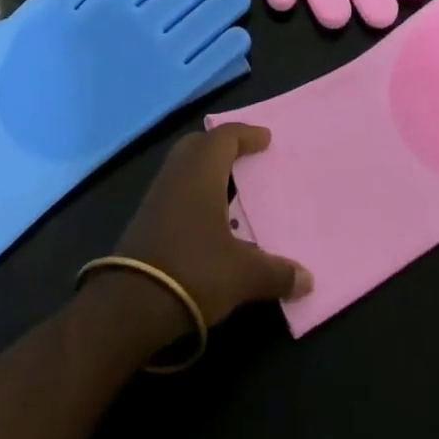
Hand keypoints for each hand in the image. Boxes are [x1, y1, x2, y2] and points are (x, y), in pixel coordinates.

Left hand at [104, 125, 310, 344]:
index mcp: (201, 171)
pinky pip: (175, 188)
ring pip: (183, 166)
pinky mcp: (145, 217)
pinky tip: (207, 219)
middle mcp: (177, 173)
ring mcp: (157, 194)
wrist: (131, 303)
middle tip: (244, 156)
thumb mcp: (242, 275)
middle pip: (199, 144)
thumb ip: (276, 273)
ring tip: (229, 187)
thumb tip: (308, 279)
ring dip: (205, 170)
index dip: (246, 134)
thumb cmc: (194, 270)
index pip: (225, 136)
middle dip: (221, 146)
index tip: (265, 139)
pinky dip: (193, 191)